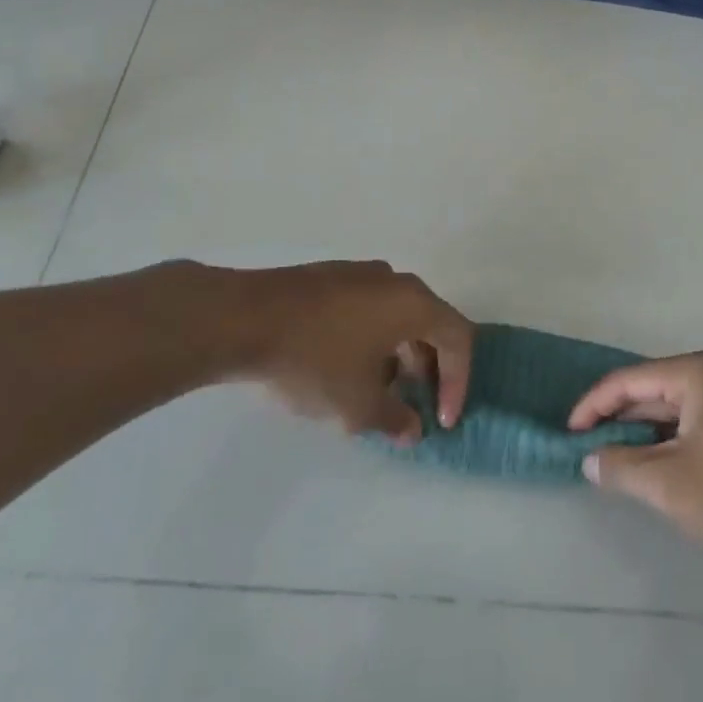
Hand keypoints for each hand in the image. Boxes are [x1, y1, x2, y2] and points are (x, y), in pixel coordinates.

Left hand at [227, 260, 472, 443]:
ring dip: (399, 354)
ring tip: (378, 391)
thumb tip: (412, 428)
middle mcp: (394, 280)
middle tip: (416, 404)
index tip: (441, 420)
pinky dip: (372, 338)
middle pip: (429, 322)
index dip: (458, 382)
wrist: (243, 319)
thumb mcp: (357, 405)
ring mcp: (359, 273)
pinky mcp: (328, 277)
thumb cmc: (314, 359)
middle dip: (429, 368)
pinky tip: (344, 367)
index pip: (458, 338)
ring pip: (396, 315)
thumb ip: (394, 418)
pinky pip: (367, 308)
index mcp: (413, 302)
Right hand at [569, 352, 702, 584]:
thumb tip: (590, 459)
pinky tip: (666, 462)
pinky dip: (679, 437)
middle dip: (623, 417)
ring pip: (684, 406)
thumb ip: (621, 466)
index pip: (633, 379)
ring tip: (621, 456)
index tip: (570, 432)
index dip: (596, 405)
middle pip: (659, 388)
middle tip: (592, 445)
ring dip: (651, 430)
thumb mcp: (667, 484)